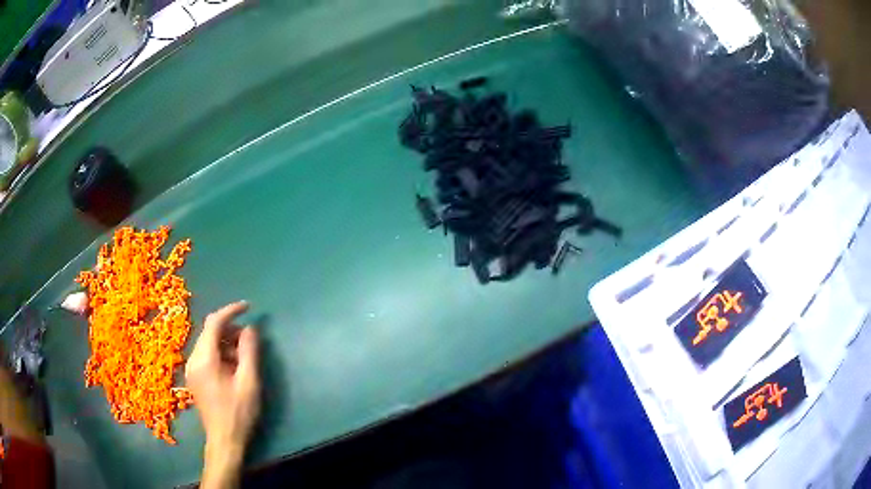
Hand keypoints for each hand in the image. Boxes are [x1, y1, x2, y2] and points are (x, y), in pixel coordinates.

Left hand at [186, 302, 260, 488]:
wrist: (224, 440)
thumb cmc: (238, 412)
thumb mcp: (249, 382)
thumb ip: (249, 352)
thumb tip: (250, 328)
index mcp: (204, 359)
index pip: (214, 323)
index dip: (231, 311)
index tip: (248, 307)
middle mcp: (193, 360)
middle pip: (209, 333)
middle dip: (230, 330)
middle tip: (251, 340)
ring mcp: (191, 370)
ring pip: (208, 344)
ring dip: (226, 343)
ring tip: (245, 357)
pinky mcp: (194, 378)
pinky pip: (206, 356)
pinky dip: (221, 354)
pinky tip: (234, 368)